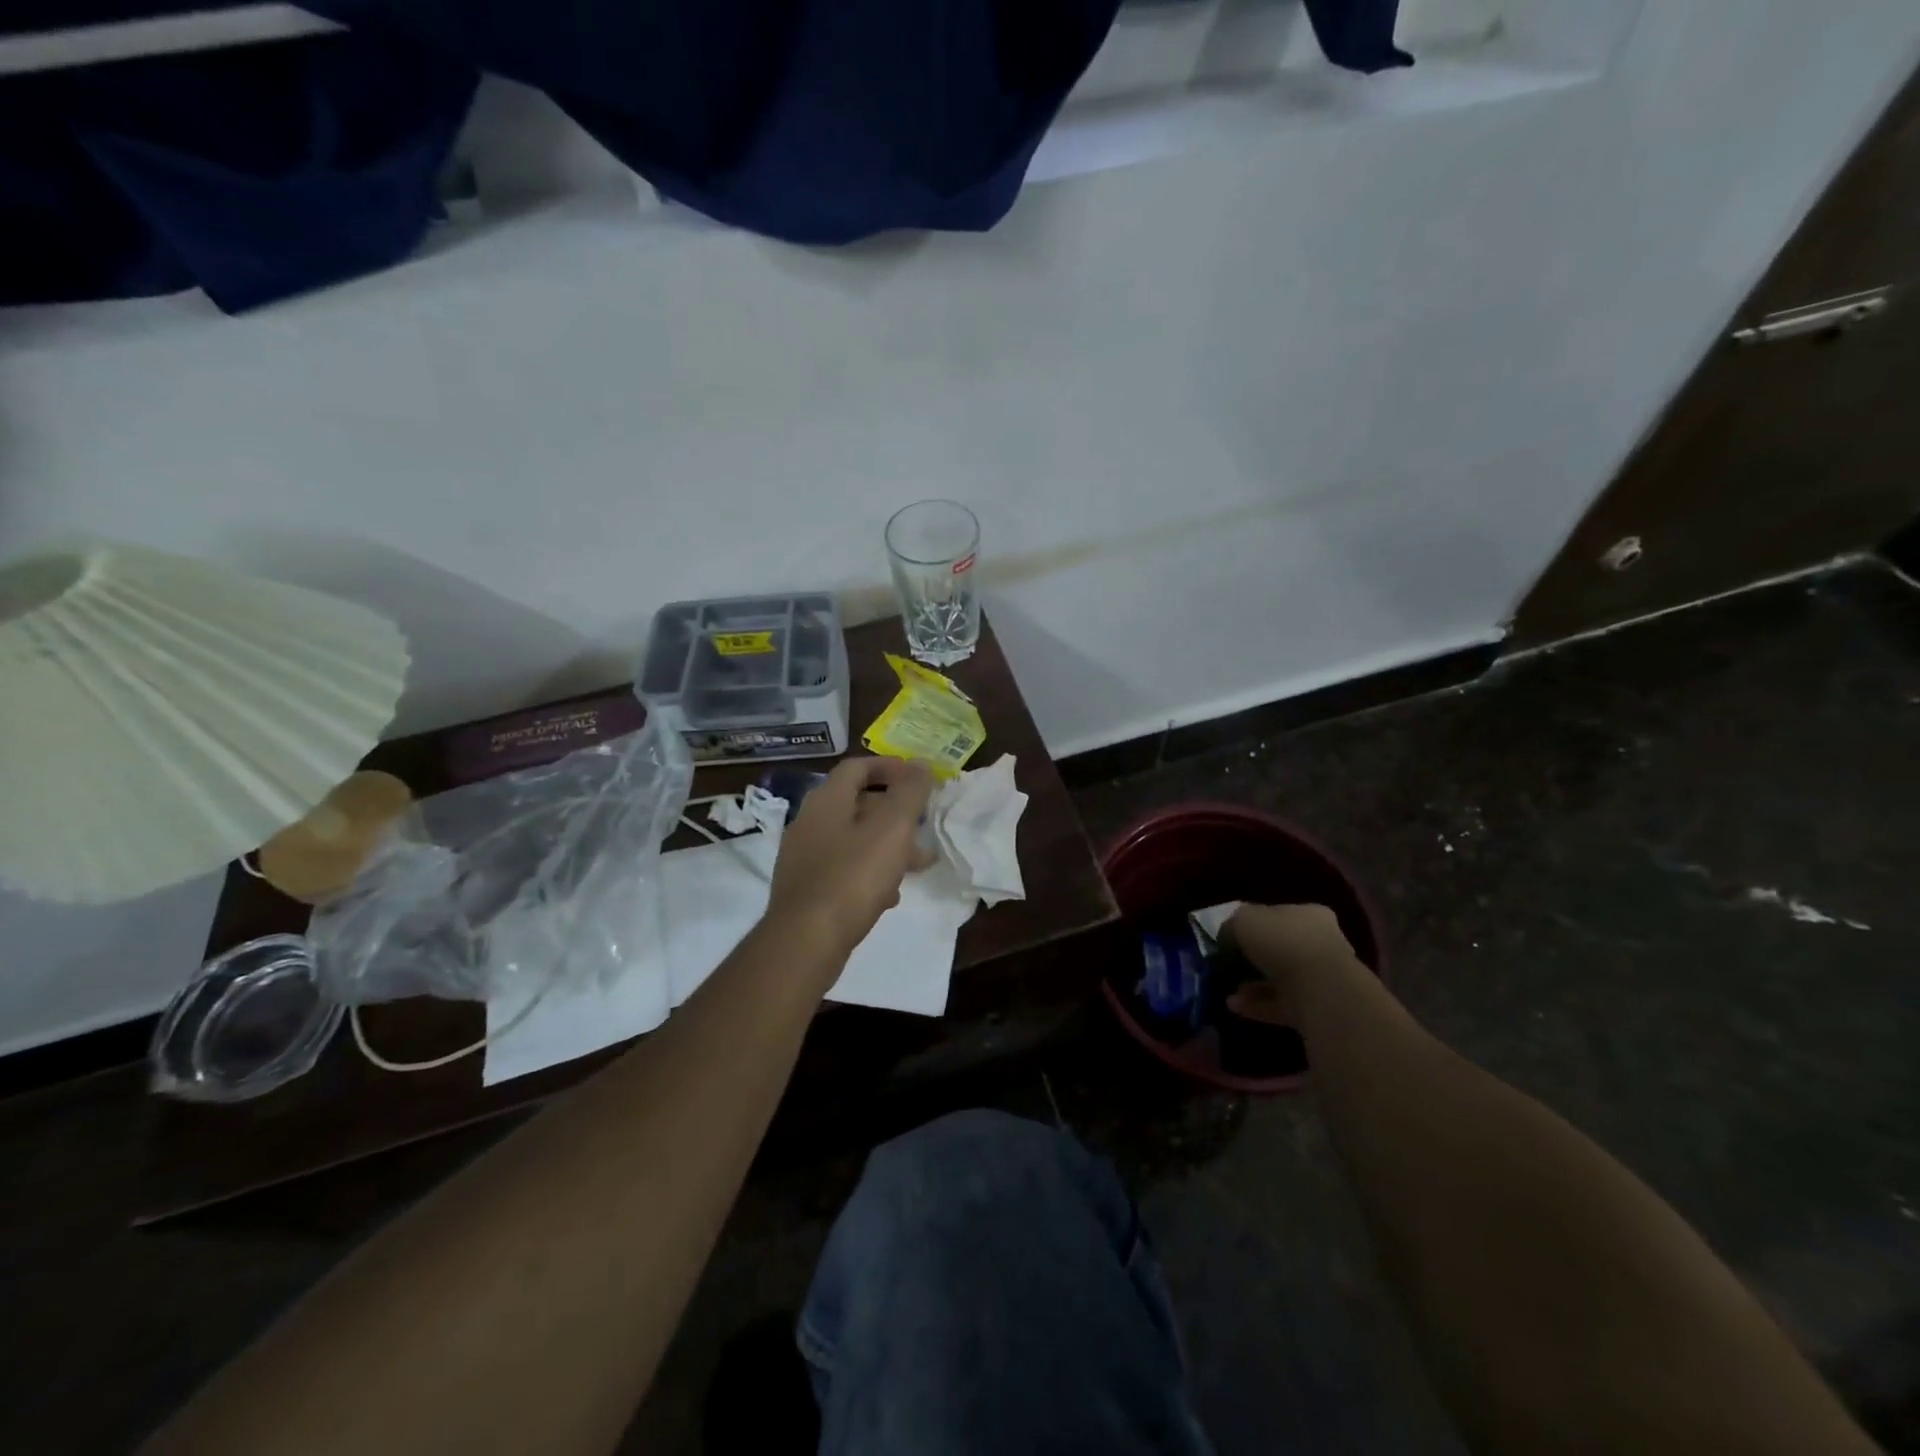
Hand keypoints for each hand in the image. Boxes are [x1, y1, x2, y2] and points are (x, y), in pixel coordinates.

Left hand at [765, 756, 936, 959]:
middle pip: (857, 804)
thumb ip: (910, 793)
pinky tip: (889, 895)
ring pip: (853, 840)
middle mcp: (809, 822)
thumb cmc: (853, 876)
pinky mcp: (805, 890)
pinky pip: (843, 870)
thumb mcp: (892, 828)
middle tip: (924, 825)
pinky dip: (869, 873)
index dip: (889, 767)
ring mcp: (803, 858)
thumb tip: (920, 764)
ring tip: (917, 865)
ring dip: (886, 846)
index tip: (918, 777)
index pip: (857, 767)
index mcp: (826, 801)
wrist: (805, 941)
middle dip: (895, 812)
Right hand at [1224, 903, 1356, 1025]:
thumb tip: (1227, 935)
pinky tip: (1234, 1006)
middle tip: (1229, 964)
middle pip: (1282, 948)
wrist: (1318, 988)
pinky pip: (1282, 1004)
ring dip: (1253, 985)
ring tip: (1228, 989)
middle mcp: (1321, 944)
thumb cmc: (1282, 941)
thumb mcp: (1244, 919)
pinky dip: (1258, 1005)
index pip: (1280, 915)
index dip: (1255, 924)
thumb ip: (1233, 924)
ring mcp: (1321, 978)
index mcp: (1309, 915)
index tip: (1233, 936)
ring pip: (1280, 979)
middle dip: (1254, 958)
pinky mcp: (1317, 1008)